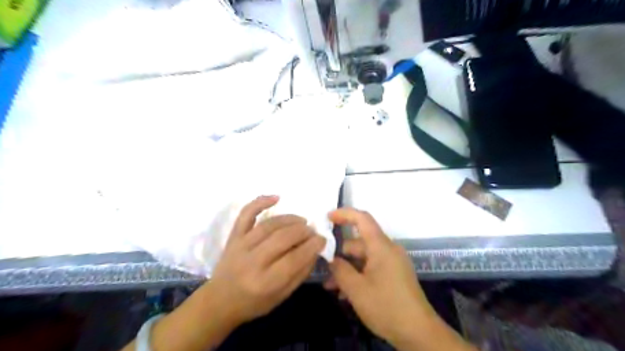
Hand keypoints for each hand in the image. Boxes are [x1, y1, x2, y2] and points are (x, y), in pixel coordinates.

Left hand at [210, 196, 326, 324]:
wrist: (220, 300)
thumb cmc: (254, 303)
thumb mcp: (282, 296)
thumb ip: (300, 273)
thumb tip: (315, 250)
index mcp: (266, 282)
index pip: (294, 258)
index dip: (312, 246)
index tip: (322, 239)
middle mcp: (252, 261)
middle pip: (283, 238)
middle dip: (303, 231)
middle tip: (312, 231)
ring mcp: (241, 245)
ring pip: (269, 225)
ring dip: (290, 219)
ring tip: (302, 221)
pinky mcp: (233, 236)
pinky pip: (246, 214)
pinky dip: (260, 202)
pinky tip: (276, 197)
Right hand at [324, 207, 471, 348]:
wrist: (419, 333)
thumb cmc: (386, 306)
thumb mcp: (356, 289)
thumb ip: (340, 270)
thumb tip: (331, 259)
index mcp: (381, 246)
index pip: (362, 219)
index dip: (344, 214)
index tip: (327, 218)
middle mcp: (388, 250)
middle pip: (359, 243)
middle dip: (340, 255)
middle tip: (323, 268)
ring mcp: (392, 263)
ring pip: (363, 258)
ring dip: (347, 269)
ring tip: (331, 287)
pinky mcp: (394, 275)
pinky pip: (372, 268)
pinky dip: (358, 276)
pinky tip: (345, 293)